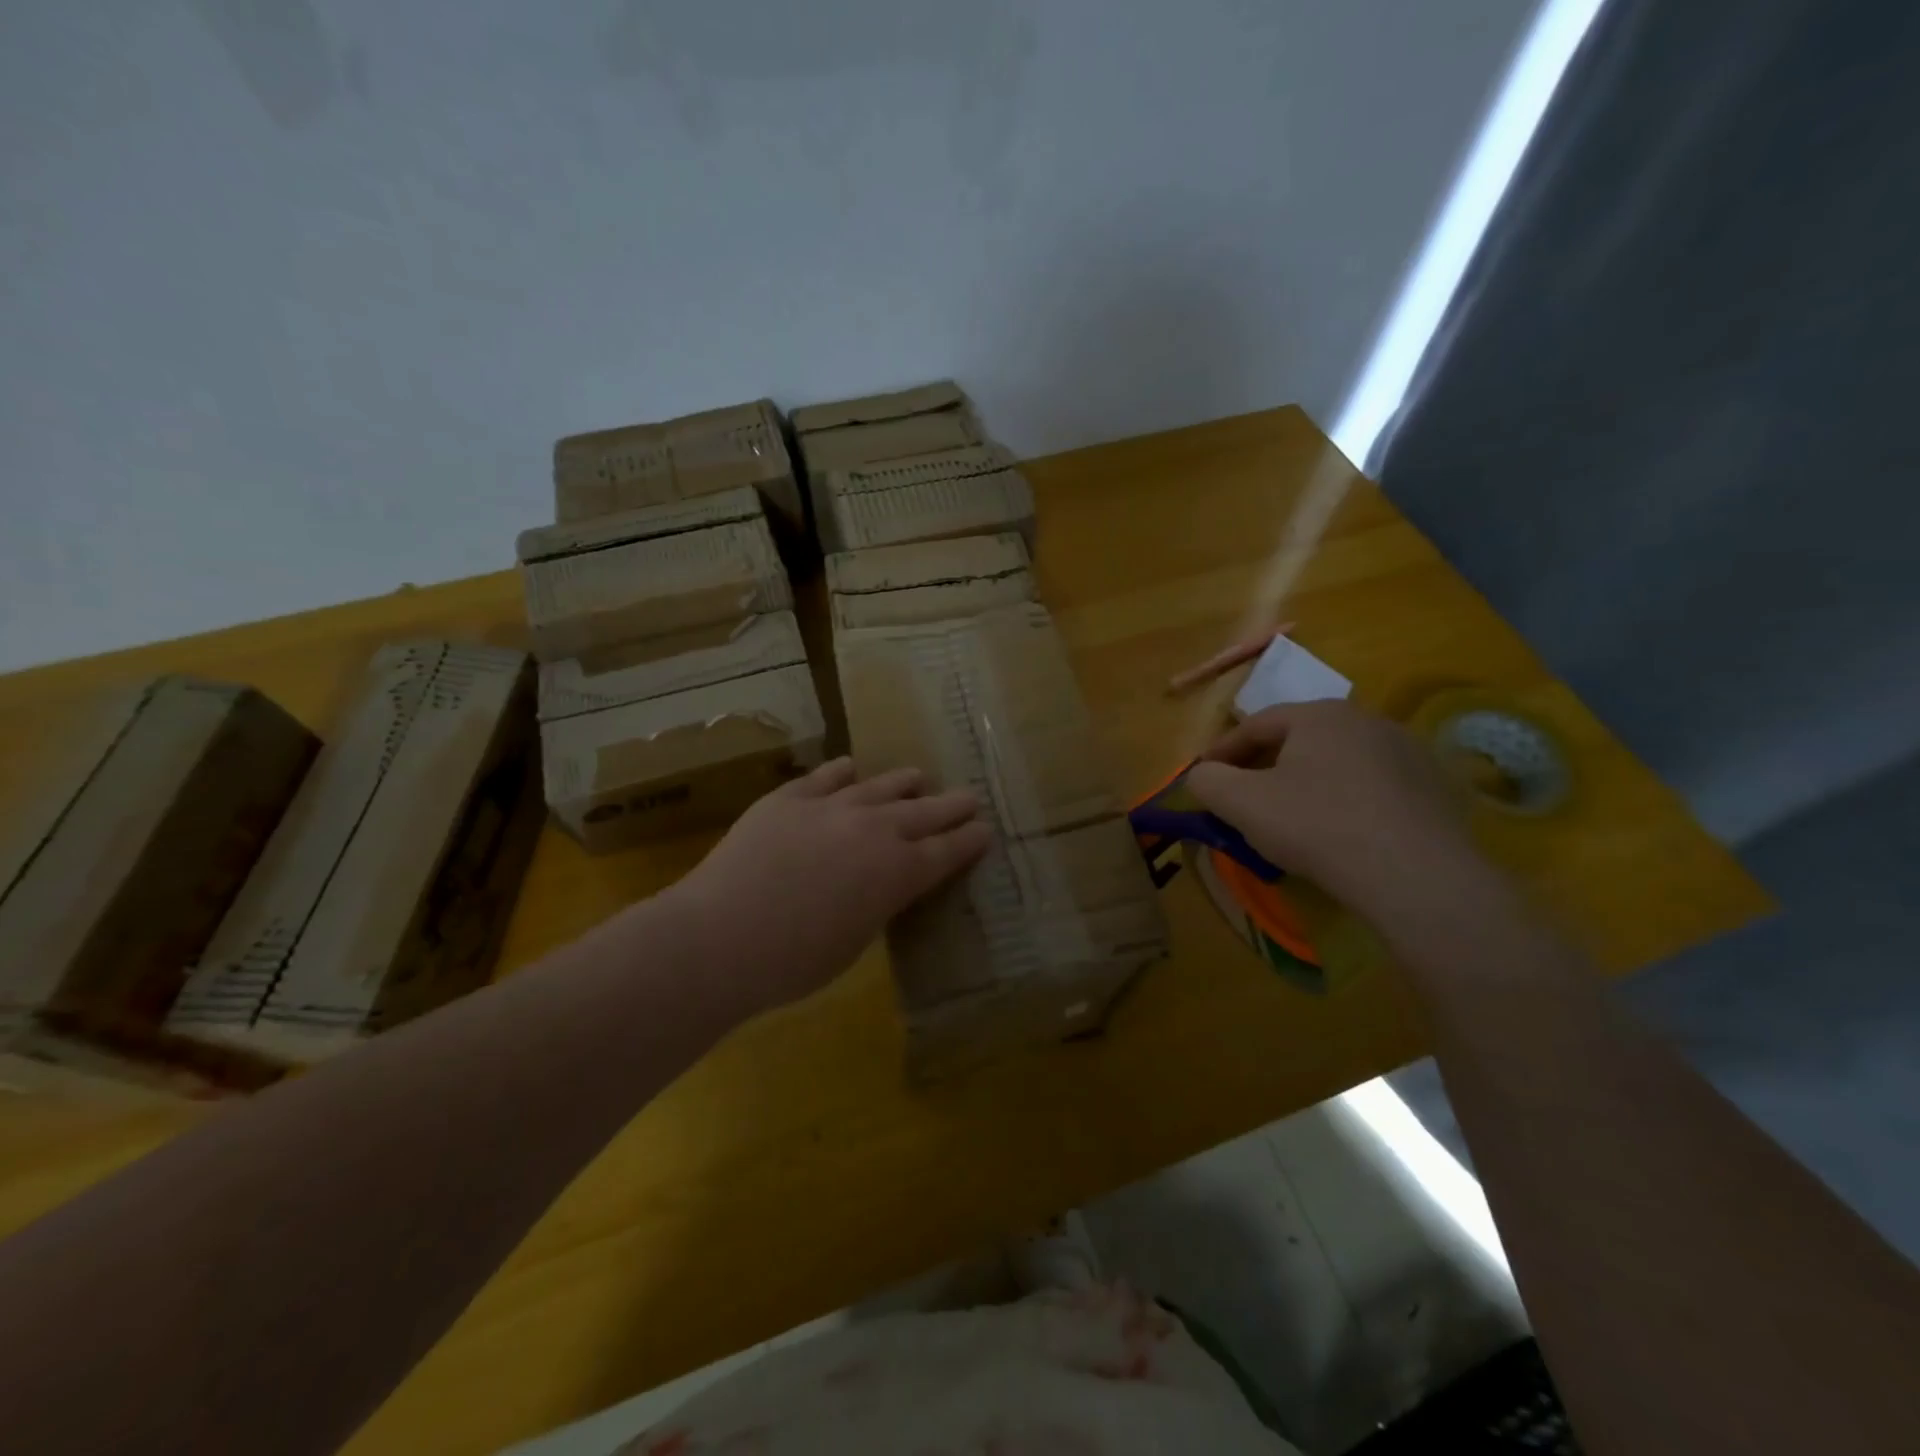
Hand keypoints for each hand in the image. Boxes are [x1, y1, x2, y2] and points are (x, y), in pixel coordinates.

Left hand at [664, 757, 991, 1017]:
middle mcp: (875, 829)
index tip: (985, 829)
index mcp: (898, 873)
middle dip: (952, 805)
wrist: (721, 935)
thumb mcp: (855, 941)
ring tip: (917, 777)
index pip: (948, 850)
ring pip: (880, 785)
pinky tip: (850, 767)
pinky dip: (844, 772)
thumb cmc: (794, 961)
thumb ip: (878, 903)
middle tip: (969, 798)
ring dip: (904, 783)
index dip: (970, 839)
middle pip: (925, 811)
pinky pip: (826, 776)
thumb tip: (881, 884)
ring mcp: (831, 806)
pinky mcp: (790, 797)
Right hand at [1186, 700, 1484, 920]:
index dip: (1222, 751)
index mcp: (1319, 715)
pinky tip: (1342, 833)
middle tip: (1244, 798)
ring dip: (1308, 782)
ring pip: (1339, 762)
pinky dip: (1348, 801)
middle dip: (1265, 765)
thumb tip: (1202, 775)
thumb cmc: (1315, 826)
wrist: (1414, 874)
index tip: (1204, 778)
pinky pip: (1375, 788)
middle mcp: (1366, 720)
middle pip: (1299, 740)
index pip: (1255, 725)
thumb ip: (1207, 781)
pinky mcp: (1436, 788)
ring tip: (1293, 817)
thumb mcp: (1240, 803)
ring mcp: (1408, 752)